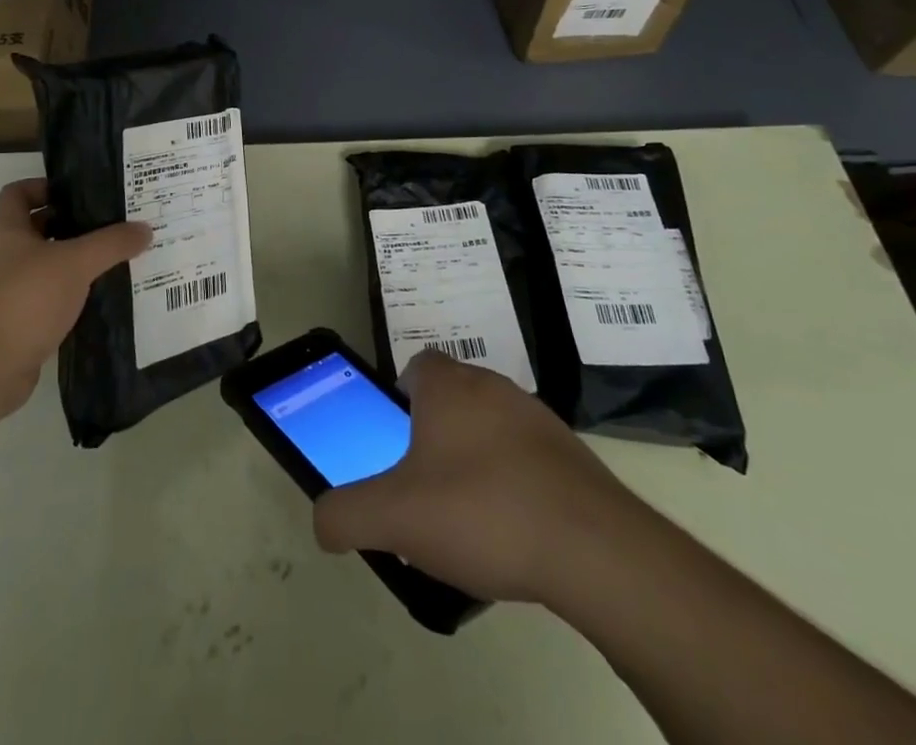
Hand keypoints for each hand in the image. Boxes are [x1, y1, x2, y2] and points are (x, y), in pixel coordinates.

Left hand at [0, 178, 150, 415]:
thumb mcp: (74, 263)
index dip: (47, 186)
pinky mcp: (13, 324)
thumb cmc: (23, 299)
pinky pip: (45, 300)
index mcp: (4, 230)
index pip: (19, 192)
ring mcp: (3, 292)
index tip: (83, 193)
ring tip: (113, 260)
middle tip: (111, 225)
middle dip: (71, 226)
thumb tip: (145, 228)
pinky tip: (98, 299)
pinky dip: (68, 297)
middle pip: (36, 228)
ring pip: (44, 266)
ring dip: (73, 264)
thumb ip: (111, 244)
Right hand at [312, 351, 650, 609]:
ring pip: (491, 426)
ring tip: (468, 515)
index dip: (400, 396)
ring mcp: (538, 419)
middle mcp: (492, 387)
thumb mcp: (394, 517)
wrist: (593, 549)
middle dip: (435, 432)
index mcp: (448, 387)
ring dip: (476, 457)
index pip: (416, 366)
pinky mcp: (572, 456)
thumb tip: (322, 522)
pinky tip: (512, 530)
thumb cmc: (481, 511)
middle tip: (422, 483)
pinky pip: (528, 457)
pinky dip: (514, 482)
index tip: (395, 438)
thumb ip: (346, 514)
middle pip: (453, 396)